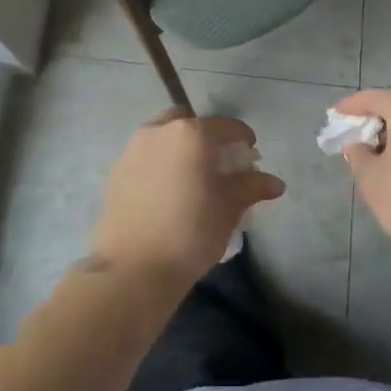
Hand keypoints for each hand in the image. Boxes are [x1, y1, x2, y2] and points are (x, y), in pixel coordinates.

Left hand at [88, 109, 284, 289]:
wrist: (133, 268)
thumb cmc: (191, 232)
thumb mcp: (229, 209)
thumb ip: (250, 187)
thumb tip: (275, 183)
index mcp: (191, 133)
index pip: (225, 125)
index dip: (242, 138)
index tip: (250, 155)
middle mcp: (159, 131)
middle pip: (188, 122)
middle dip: (205, 136)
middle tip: (216, 163)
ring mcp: (132, 149)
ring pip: (162, 137)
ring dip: (179, 148)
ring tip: (190, 178)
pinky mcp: (115, 171)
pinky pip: (144, 156)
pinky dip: (159, 164)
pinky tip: (166, 192)